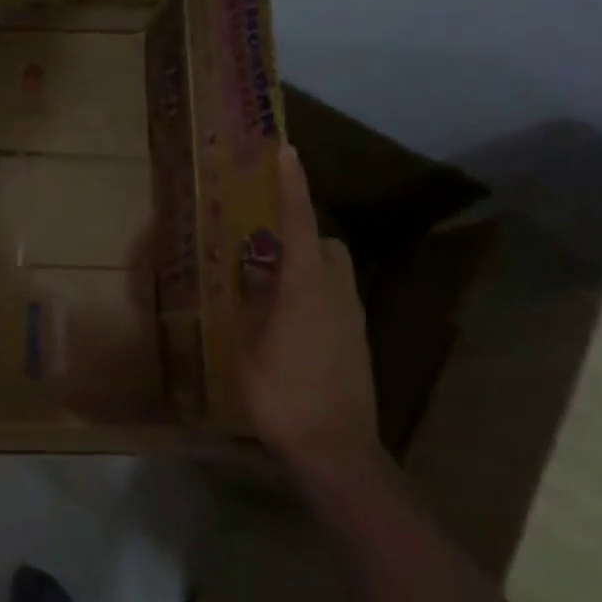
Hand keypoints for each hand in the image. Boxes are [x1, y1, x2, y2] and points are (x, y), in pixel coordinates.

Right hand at [237, 142, 381, 482]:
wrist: (337, 451)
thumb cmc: (282, 394)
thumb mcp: (245, 346)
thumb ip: (246, 302)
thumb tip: (244, 269)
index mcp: (305, 287)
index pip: (301, 222)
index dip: (293, 185)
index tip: (286, 150)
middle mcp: (336, 293)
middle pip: (325, 244)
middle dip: (301, 232)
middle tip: (264, 244)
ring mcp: (352, 318)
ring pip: (333, 272)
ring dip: (308, 264)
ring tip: (270, 284)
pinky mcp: (357, 341)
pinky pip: (335, 298)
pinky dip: (313, 293)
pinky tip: (287, 321)